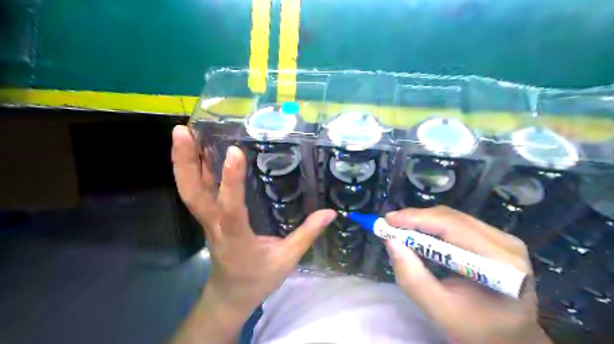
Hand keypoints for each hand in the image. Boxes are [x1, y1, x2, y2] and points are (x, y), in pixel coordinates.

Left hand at [171, 126, 334, 314]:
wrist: (230, 294)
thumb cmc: (257, 278)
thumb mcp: (286, 260)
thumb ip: (307, 234)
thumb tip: (329, 212)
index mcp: (236, 238)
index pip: (231, 208)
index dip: (231, 180)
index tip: (235, 152)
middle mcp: (216, 225)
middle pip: (192, 193)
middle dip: (185, 162)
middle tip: (182, 131)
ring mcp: (207, 221)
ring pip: (189, 191)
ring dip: (183, 162)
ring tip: (182, 132)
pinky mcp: (208, 218)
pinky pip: (196, 193)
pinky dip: (192, 170)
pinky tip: (197, 153)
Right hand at [382, 206, 551, 343]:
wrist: (509, 339)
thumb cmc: (476, 331)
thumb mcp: (439, 310)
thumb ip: (412, 278)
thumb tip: (390, 242)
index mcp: (502, 264)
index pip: (454, 228)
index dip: (418, 219)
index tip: (388, 219)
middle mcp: (507, 244)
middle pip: (453, 218)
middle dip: (417, 219)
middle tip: (390, 224)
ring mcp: (504, 239)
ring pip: (454, 218)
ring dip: (424, 221)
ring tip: (400, 228)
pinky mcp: (496, 239)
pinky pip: (458, 224)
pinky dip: (434, 226)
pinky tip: (419, 233)